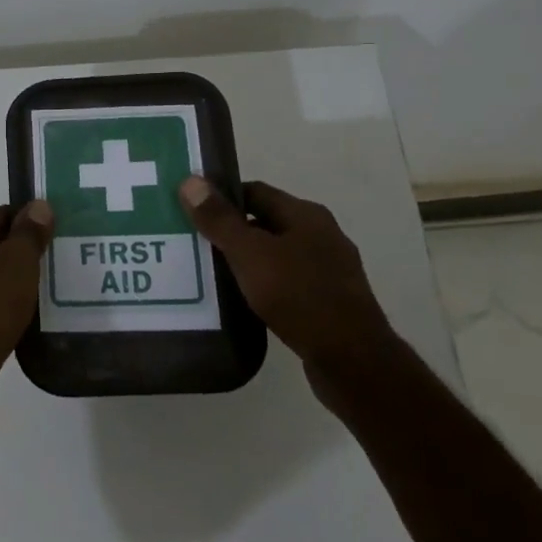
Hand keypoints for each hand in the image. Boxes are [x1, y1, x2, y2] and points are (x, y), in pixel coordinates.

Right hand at [178, 176, 393, 383]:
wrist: (351, 360)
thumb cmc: (299, 296)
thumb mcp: (250, 254)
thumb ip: (219, 220)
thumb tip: (190, 181)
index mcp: (306, 215)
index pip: (255, 191)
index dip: (221, 198)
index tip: (190, 211)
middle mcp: (321, 235)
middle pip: (265, 222)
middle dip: (229, 231)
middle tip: (192, 243)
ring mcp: (328, 270)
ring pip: (275, 255)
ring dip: (245, 261)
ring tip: (208, 273)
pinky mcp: (327, 301)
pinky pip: (285, 283)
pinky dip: (261, 286)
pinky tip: (241, 301)